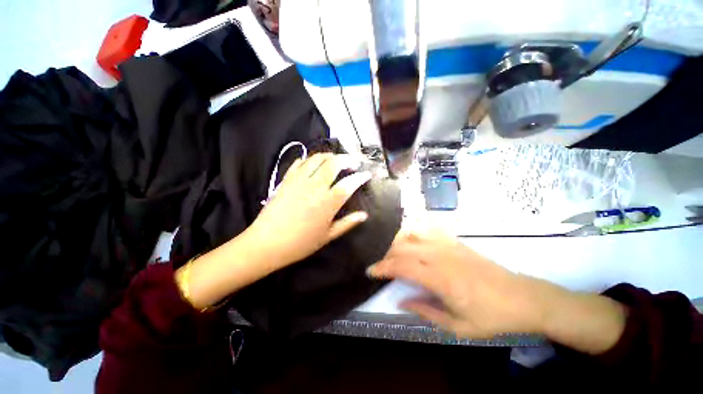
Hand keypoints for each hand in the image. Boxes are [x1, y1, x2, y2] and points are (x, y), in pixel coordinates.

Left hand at [249, 153, 371, 267]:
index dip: (360, 177)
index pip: (349, 183)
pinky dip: (310, 160)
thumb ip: (347, 223)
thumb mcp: (328, 236)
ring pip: (317, 159)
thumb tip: (364, 215)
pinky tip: (314, 164)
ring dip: (330, 156)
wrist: (266, 243)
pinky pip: (299, 163)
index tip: (367, 174)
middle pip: (334, 163)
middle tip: (354, 162)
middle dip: (347, 159)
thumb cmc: (300, 243)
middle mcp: (315, 186)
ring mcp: (299, 180)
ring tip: (336, 159)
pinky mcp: (286, 180)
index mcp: (328, 202)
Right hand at [368, 230, 561, 337]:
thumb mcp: (458, 326)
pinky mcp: (455, 241)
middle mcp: (441, 256)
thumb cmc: (491, 317)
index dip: (383, 267)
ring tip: (393, 251)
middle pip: (404, 247)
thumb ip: (425, 311)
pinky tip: (410, 237)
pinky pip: (429, 229)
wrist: (522, 298)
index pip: (402, 266)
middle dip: (387, 255)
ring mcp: (448, 245)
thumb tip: (401, 301)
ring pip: (413, 234)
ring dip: (398, 241)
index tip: (371, 271)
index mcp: (441, 279)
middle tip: (381, 265)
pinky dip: (414, 230)